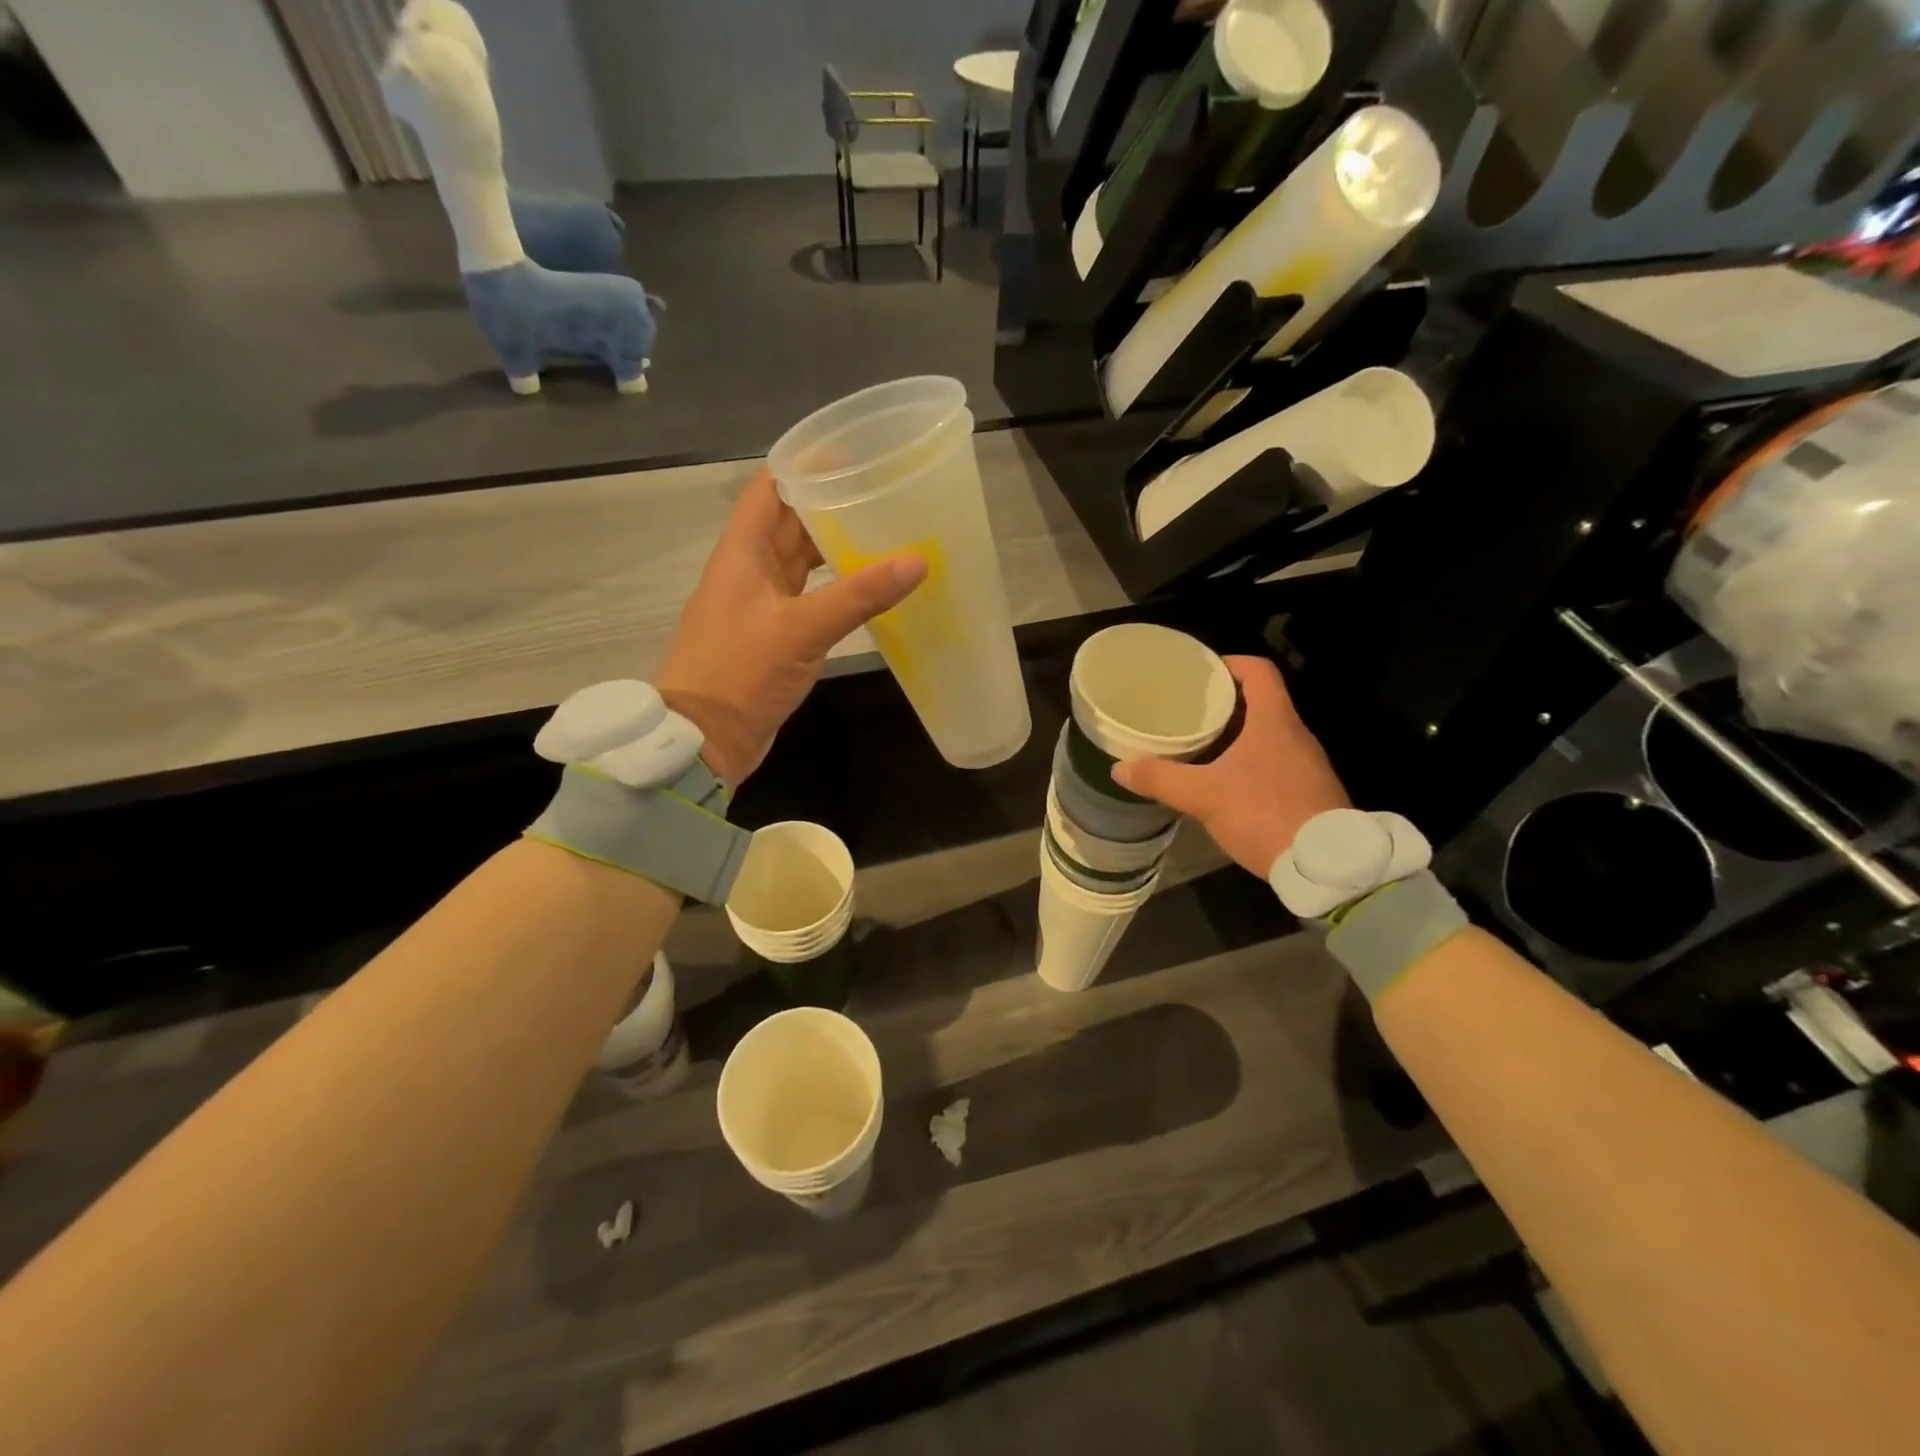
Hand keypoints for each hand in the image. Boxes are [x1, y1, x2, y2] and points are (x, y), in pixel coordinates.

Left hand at [656, 469, 926, 786]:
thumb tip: (917, 561)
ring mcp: (761, 604)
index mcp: (742, 552)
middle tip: (883, 491)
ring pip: (801, 561)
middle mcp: (750, 570)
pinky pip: (809, 597)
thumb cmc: (740, 672)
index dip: (805, 463)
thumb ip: (859, 595)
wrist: (704, 739)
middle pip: (790, 522)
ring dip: (835, 547)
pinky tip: (868, 588)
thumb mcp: (801, 629)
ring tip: (885, 532)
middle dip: (831, 503)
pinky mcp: (774, 635)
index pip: (771, 487)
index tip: (852, 450)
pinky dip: (836, 588)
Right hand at [1113, 655, 1349, 878]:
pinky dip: (1250, 762)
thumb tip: (1120, 767)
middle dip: (1225, 703)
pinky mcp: (1311, 792)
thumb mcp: (1204, 796)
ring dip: (1237, 735)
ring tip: (1201, 745)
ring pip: (1269, 735)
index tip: (1201, 673)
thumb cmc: (1264, 813)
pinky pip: (1276, 763)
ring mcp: (1308, 765)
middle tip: (1189, 712)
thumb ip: (1161, 778)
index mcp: (1275, 721)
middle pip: (1262, 702)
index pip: (1258, 671)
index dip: (1229, 664)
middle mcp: (1297, 735)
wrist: (1326, 867)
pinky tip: (1226, 783)